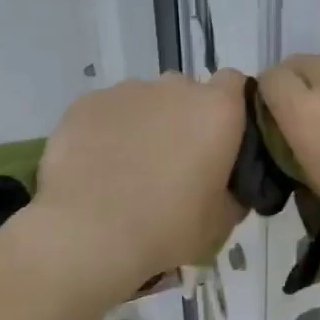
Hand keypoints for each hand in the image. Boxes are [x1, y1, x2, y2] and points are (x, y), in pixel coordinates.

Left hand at [33, 70, 248, 293]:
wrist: (87, 236)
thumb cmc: (166, 230)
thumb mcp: (220, 223)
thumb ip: (233, 190)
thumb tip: (227, 184)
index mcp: (216, 111)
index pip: (234, 83)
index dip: (230, 109)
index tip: (222, 142)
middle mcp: (173, 88)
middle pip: (186, 93)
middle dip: (184, 120)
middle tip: (174, 165)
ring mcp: (126, 91)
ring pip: (144, 101)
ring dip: (144, 125)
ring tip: (128, 170)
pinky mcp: (85, 103)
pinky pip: (107, 112)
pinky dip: (107, 132)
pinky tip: (96, 168)